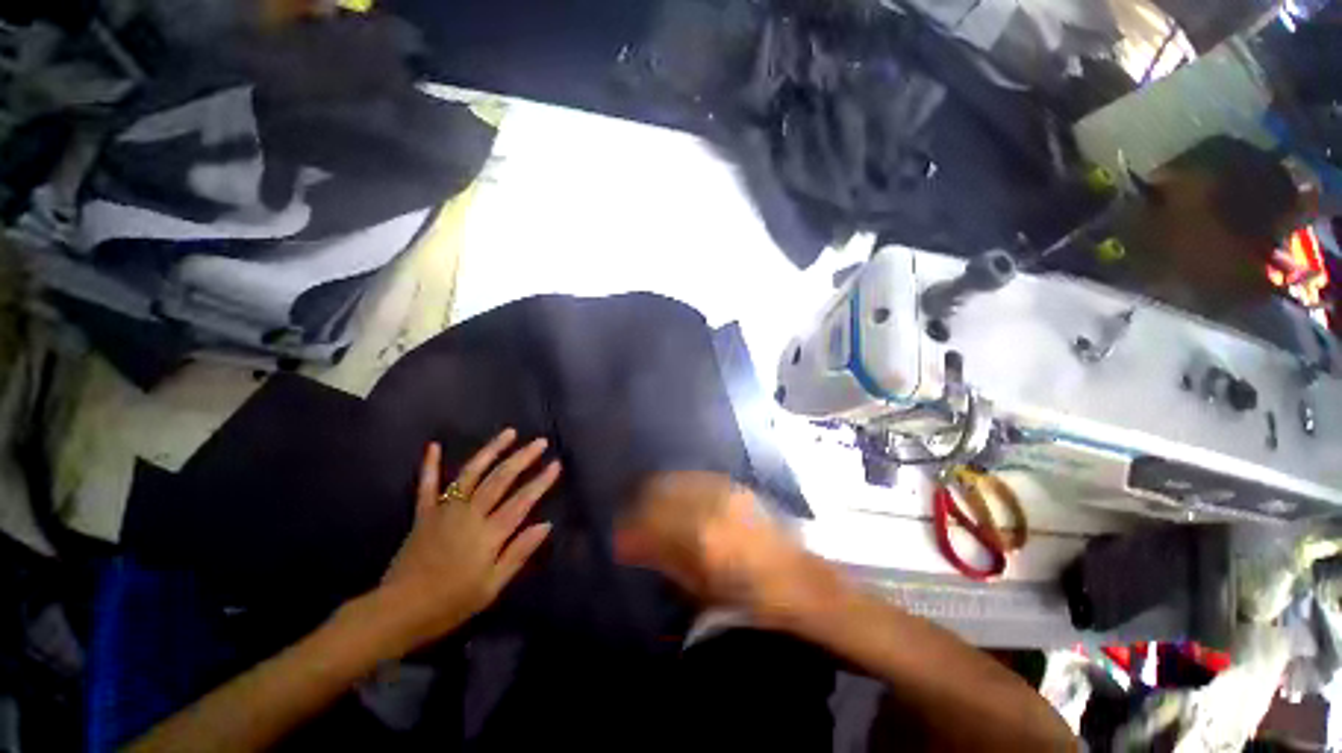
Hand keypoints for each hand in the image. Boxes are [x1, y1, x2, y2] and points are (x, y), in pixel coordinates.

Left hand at [376, 429, 559, 649]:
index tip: (556, 464)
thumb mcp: (492, 586)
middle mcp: (469, 514)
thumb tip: (546, 525)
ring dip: (491, 450)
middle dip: (523, 458)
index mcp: (488, 533)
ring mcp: (445, 510)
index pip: (522, 501)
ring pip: (471, 473)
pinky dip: (430, 465)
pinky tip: (434, 446)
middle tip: (540, 442)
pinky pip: (427, 485)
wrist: (398, 611)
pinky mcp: (424, 514)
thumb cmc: (451, 603)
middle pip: (500, 479)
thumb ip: (519, 553)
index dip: (541, 481)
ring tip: (509, 433)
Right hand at [614, 472, 843, 627]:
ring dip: (658, 491)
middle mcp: (710, 505)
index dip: (628, 526)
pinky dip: (679, 484)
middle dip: (639, 503)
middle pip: (660, 492)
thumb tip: (629, 544)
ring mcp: (724, 490)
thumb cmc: (751, 597)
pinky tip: (676, 495)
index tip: (618, 535)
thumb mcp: (701, 587)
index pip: (650, 520)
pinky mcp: (735, 485)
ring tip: (649, 504)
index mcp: (701, 537)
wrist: (799, 579)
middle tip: (630, 518)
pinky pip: (696, 477)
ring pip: (676, 480)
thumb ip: (663, 559)